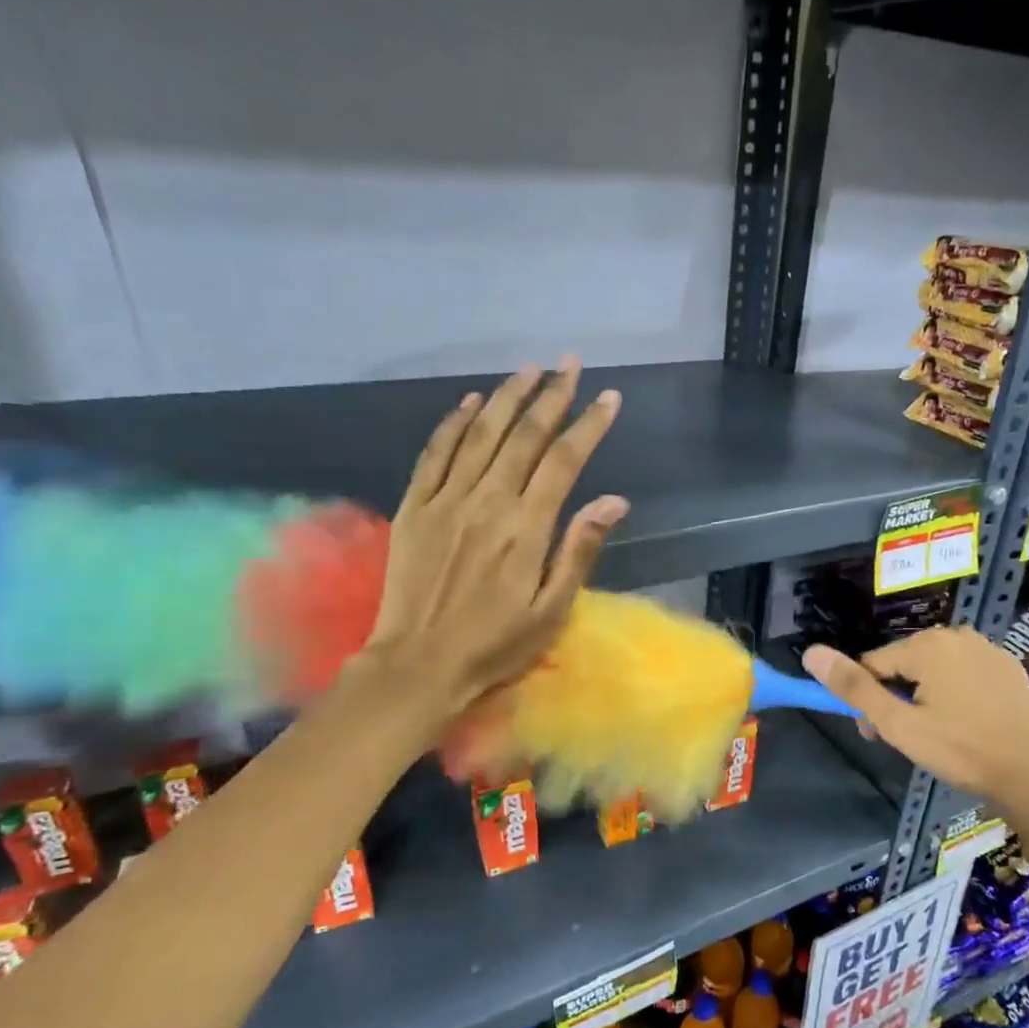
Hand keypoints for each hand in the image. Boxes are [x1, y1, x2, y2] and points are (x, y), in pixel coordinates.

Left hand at [363, 358, 624, 717]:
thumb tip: (614, 500)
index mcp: (527, 528)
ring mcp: (446, 500)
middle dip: (551, 394)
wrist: (419, 664)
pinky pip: (435, 453)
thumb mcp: (552, 610)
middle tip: (570, 363)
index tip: (609, 397)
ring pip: (481, 433)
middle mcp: (488, 501)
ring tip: (529, 368)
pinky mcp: (414, 507)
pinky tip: (471, 401)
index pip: (564, 460)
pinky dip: (453, 423)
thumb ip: (580, 550)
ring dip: (507, 397)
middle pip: (524, 435)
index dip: (588, 425)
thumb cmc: (496, 645)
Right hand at [802, 626, 1028, 800]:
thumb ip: (854, 688)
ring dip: (924, 695)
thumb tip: (811, 652)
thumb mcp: (897, 724)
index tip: (876, 733)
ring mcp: (987, 648)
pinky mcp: (1007, 666)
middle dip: (895, 697)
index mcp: (927, 645)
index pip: (873, 664)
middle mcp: (957, 634)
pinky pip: (964, 673)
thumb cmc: (958, 750)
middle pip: (904, 664)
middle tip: (907, 738)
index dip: (868, 700)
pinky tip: (965, 723)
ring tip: (936, 734)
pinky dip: (956, 693)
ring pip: (934, 668)